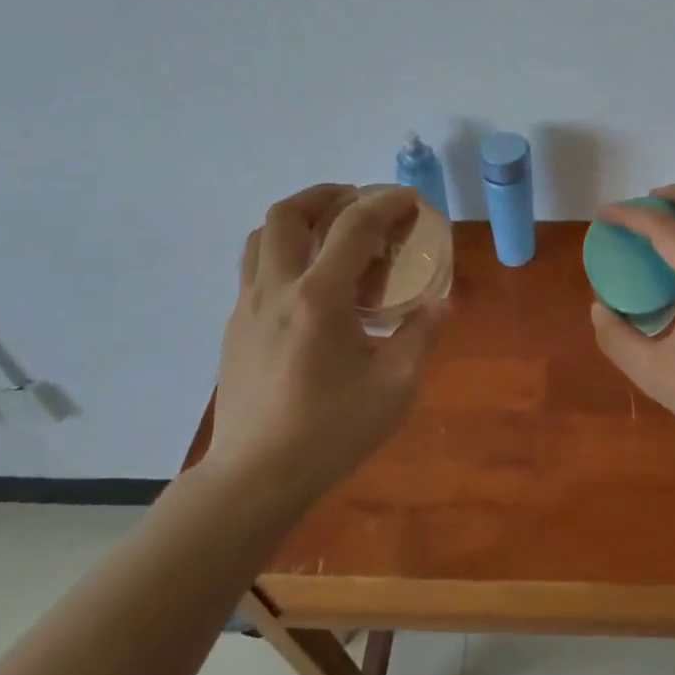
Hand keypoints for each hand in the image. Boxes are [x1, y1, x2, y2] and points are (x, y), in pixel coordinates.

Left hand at [210, 184, 445, 505]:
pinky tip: (308, 288)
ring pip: (260, 238)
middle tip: (358, 202)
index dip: (385, 203)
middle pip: (288, 214)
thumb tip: (441, 305)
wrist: (254, 479)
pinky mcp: (234, 329)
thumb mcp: (394, 388)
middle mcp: (277, 289)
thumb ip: (420, 337)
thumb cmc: (329, 432)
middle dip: (327, 195)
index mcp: (319, 298)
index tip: (409, 200)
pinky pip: (254, 270)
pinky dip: (282, 254)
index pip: (354, 227)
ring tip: (328, 233)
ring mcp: (247, 308)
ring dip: (296, 220)